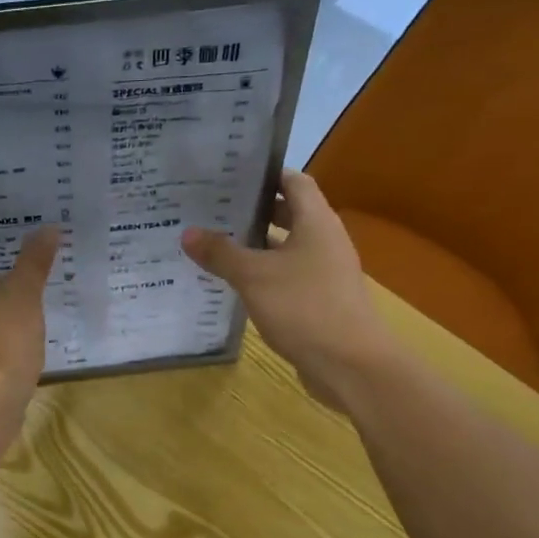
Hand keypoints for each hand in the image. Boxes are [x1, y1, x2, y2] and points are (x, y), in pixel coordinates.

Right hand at [181, 170, 388, 409]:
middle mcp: (323, 240)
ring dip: (254, 245)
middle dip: (252, 210)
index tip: (228, 173)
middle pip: (288, 213)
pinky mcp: (318, 300)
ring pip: (285, 248)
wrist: (350, 364)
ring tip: (213, 242)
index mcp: (316, 221)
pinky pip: (285, 277)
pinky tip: (232, 283)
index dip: (264, 173)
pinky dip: (262, 274)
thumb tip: (188, 233)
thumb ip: (221, 253)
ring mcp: (323, 272)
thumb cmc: (304, 307)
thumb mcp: (254, 277)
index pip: (293, 181)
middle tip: (211, 208)